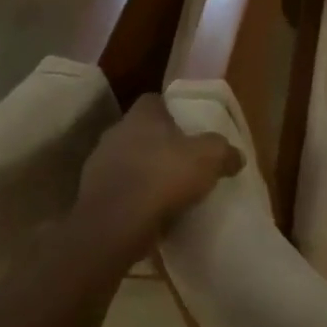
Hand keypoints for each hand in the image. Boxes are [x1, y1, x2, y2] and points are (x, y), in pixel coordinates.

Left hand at [70, 95, 243, 263]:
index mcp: (141, 116)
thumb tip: (236, 156)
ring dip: (144, 171)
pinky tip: (151, 212)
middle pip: (140, 132)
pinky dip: (133, 197)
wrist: (115, 225)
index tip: (188, 127)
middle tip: (183, 159)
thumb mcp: (210, 158)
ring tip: (168, 190)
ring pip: (127, 161)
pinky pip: (118, 190)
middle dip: (159, 143)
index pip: (154, 101)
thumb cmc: (164, 177)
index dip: (172, 111)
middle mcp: (115, 134)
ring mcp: (98, 166)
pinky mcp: (90, 197)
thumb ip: (225, 151)